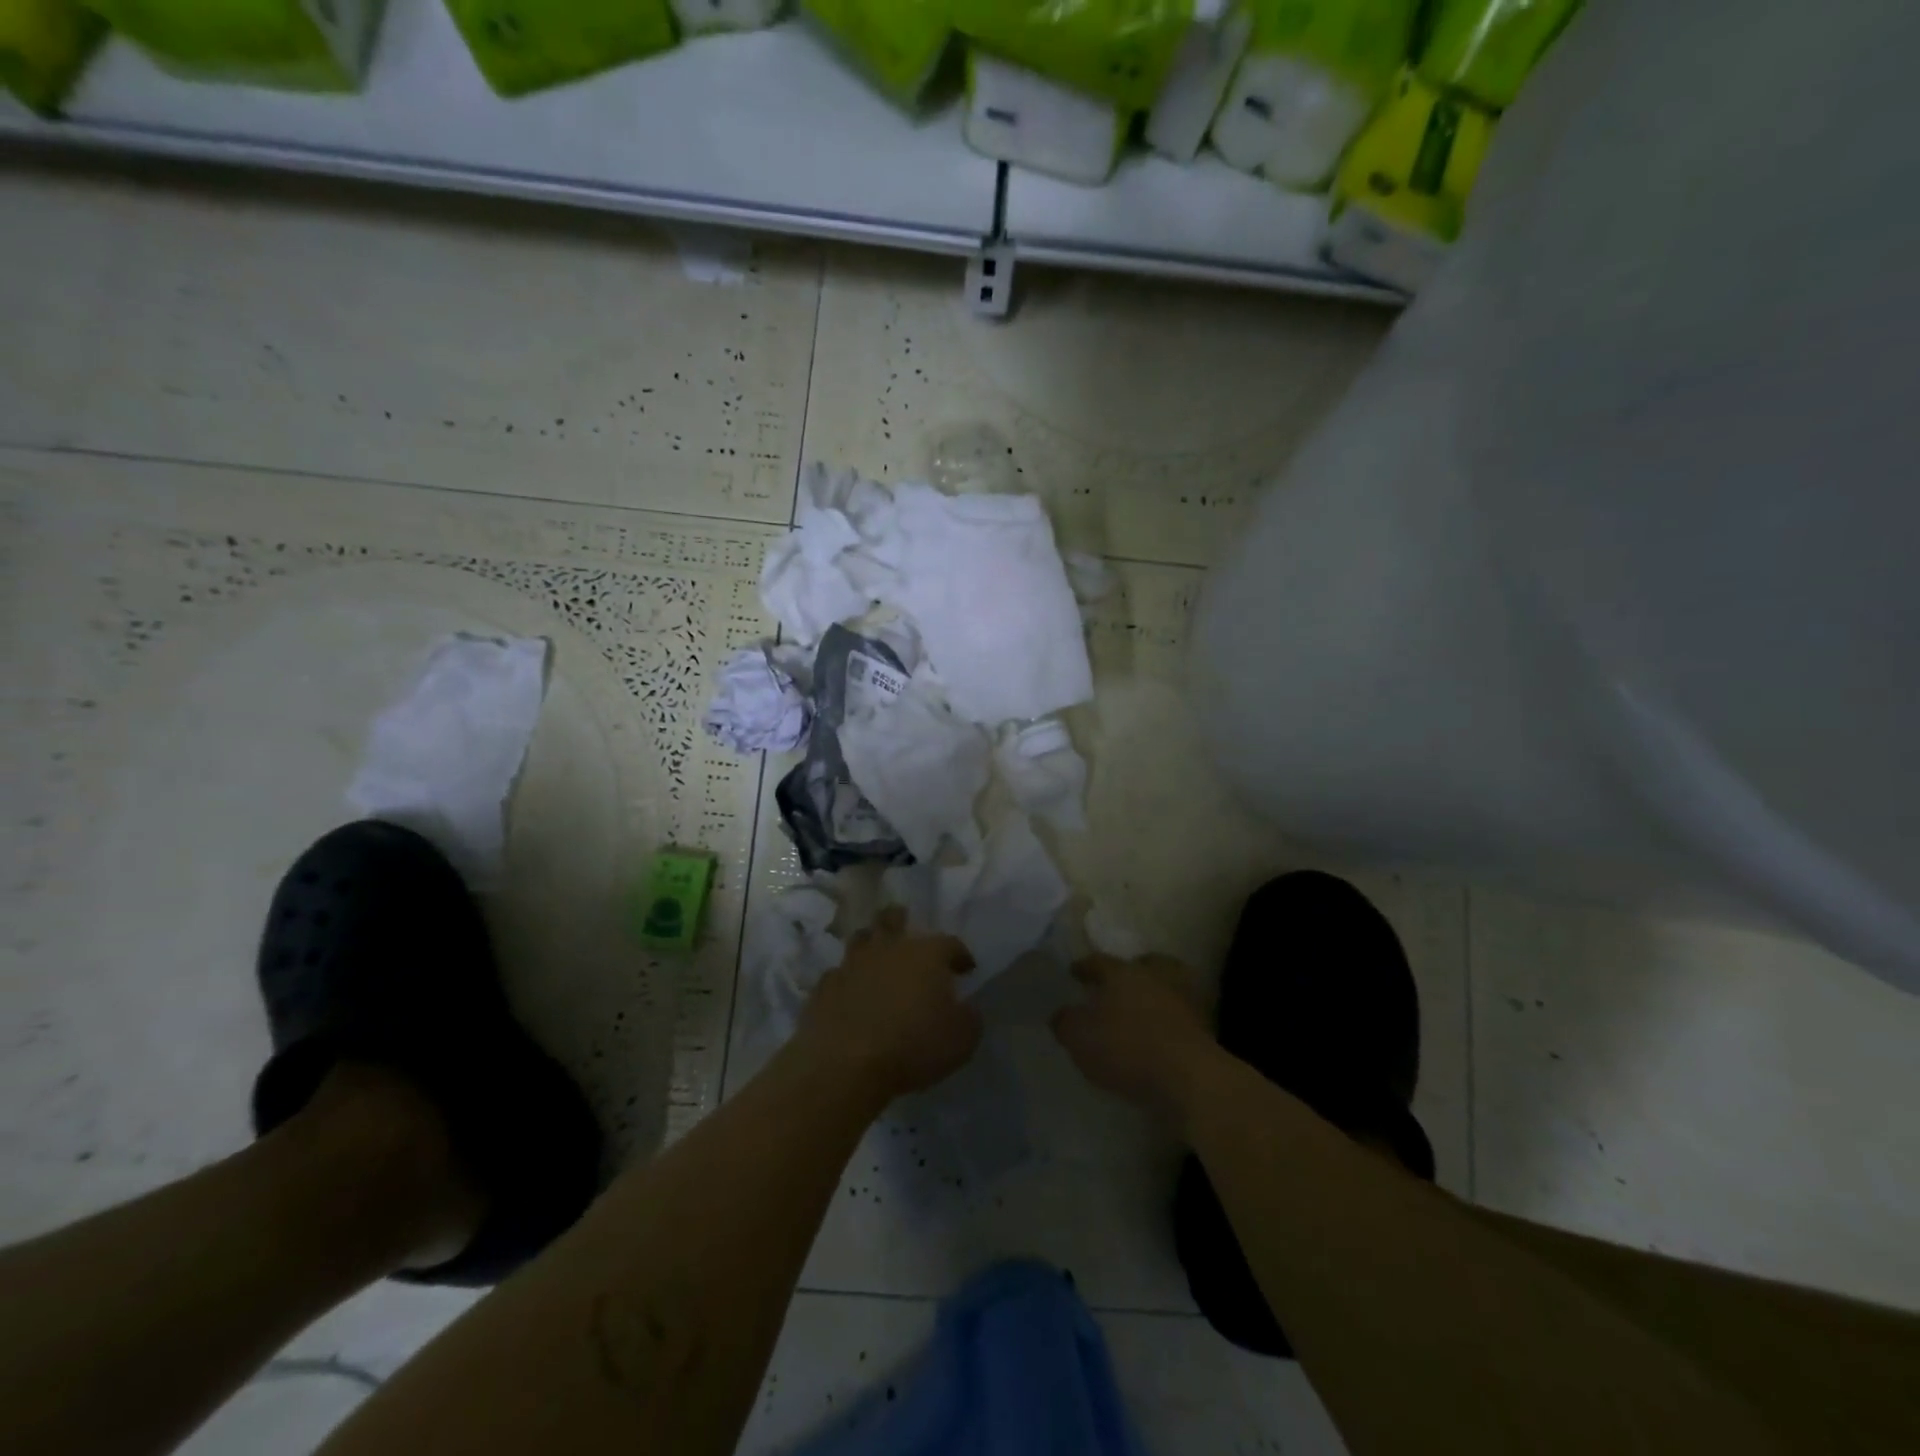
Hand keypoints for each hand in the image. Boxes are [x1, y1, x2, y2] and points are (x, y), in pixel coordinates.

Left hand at [796, 907, 981, 1100]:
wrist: (847, 1064)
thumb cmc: (914, 1047)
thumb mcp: (963, 1039)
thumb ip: (968, 1017)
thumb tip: (965, 1007)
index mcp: (927, 954)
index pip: (950, 944)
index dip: (960, 955)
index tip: (965, 970)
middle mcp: (889, 948)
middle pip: (894, 919)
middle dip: (902, 922)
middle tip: (908, 935)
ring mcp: (852, 964)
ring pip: (861, 939)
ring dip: (871, 944)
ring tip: (877, 959)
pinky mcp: (825, 986)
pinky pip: (838, 974)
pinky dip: (847, 980)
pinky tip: (850, 993)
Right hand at [1051, 954, 1217, 1125]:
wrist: (1189, 1078)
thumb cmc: (1127, 1048)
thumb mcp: (1080, 1038)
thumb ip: (1066, 1023)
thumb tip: (1060, 1014)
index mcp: (1123, 972)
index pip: (1099, 961)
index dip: (1084, 967)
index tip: (1074, 971)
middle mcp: (1154, 977)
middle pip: (1142, 964)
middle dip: (1130, 971)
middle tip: (1117, 984)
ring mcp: (1183, 1000)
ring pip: (1166, 986)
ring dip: (1154, 994)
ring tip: (1140, 1011)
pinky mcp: (1203, 1028)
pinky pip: (1180, 1015)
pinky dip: (1170, 1020)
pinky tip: (1159, 1035)